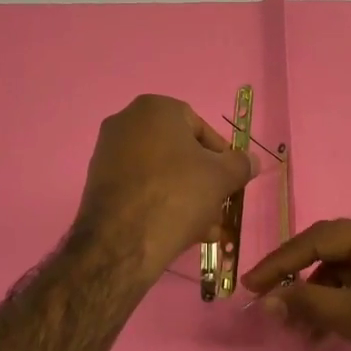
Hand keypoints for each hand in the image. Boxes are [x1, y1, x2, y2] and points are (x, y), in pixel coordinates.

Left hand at [74, 95, 254, 279]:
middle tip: (219, 208)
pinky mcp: (98, 183)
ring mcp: (108, 153)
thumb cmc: (177, 195)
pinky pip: (141, 188)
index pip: (200, 128)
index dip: (221, 157)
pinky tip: (180, 232)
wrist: (122, 242)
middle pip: (180, 153)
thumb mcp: (221, 178)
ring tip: (206, 229)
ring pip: (161, 173)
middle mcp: (126, 122)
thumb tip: (252, 161)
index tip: (231, 182)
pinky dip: (161, 203)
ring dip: (187, 197)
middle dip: (203, 182)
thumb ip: (241, 164)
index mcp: (155, 108)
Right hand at [241, 215, 350, 350]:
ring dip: (316, 302)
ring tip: (296, 332)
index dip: (280, 262)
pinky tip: (320, 336)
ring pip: (341, 277)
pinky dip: (337, 311)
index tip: (249, 285)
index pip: (318, 239)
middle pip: (329, 255)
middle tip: (270, 309)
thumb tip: (266, 299)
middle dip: (299, 284)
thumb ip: (308, 303)